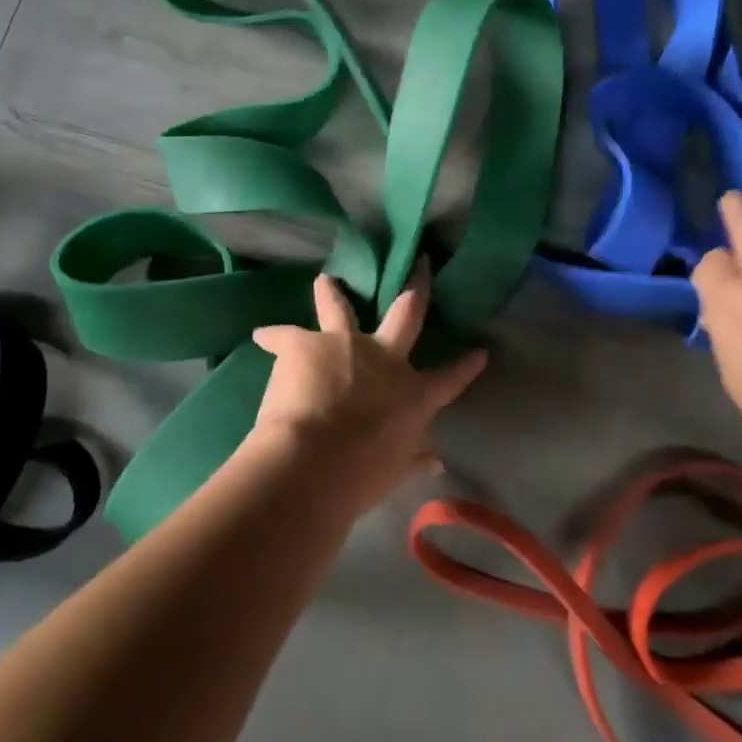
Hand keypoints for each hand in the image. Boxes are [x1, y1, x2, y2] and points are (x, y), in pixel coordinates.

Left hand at [245, 268, 487, 514]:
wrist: (316, 459)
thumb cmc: (363, 474)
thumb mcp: (395, 470)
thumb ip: (414, 458)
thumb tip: (437, 460)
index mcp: (412, 395)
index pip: (448, 380)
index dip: (466, 366)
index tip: (480, 351)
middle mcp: (385, 359)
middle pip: (406, 316)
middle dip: (416, 292)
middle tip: (420, 267)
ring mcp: (346, 344)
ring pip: (341, 308)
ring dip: (332, 294)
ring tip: (325, 281)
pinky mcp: (305, 343)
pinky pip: (286, 335)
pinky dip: (274, 336)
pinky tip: (262, 335)